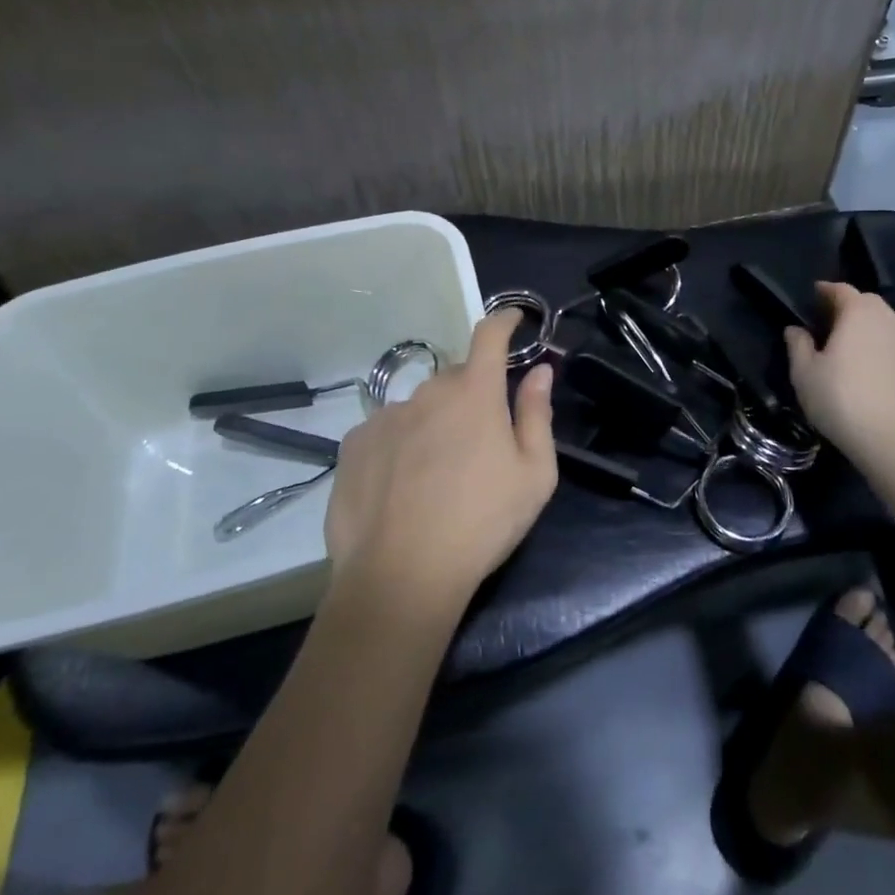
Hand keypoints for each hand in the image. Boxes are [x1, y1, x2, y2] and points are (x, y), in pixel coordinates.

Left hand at [324, 310, 557, 612]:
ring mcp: (386, 416)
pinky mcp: (354, 444)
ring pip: (419, 407)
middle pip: (455, 378)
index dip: (504, 321)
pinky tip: (400, 486)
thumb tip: (541, 371)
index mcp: (475, 393)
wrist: (400, 576)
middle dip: (471, 395)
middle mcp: (428, 392)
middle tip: (479, 440)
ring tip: (436, 474)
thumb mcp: (534, 475)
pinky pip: (385, 431)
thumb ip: (538, 414)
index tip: (514, 319)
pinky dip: (399, 445)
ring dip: (433, 423)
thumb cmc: (482, 523)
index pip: (490, 336)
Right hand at [784, 282, 894, 473]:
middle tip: (827, 324)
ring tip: (850, 346)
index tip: (811, 298)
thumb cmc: (841, 399)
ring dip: (867, 326)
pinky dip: (882, 346)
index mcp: (858, 312)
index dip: (824, 291)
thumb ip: (798, 345)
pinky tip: (871, 368)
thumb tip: (795, 329)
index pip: (840, 289)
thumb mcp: (804, 373)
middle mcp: (888, 317)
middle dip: (846, 307)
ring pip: (884, 322)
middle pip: (865, 302)